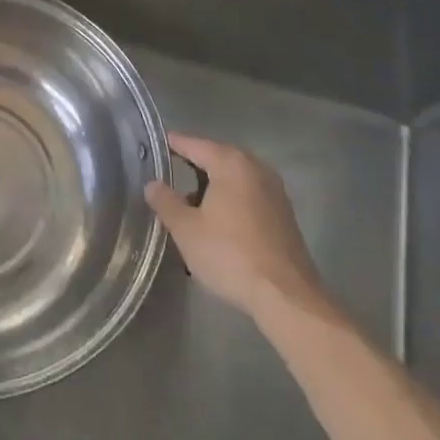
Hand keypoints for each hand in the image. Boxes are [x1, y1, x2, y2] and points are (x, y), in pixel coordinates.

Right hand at [145, 133, 335, 323]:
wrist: (286, 296)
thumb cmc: (230, 255)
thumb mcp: (186, 230)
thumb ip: (166, 202)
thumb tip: (152, 183)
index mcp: (230, 163)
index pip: (195, 144)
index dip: (174, 144)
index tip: (156, 145)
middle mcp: (255, 167)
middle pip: (218, 157)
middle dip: (194, 165)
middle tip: (170, 174)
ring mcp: (274, 190)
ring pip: (235, 177)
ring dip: (213, 185)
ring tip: (191, 203)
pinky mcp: (283, 213)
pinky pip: (249, 194)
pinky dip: (231, 199)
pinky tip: (218, 221)